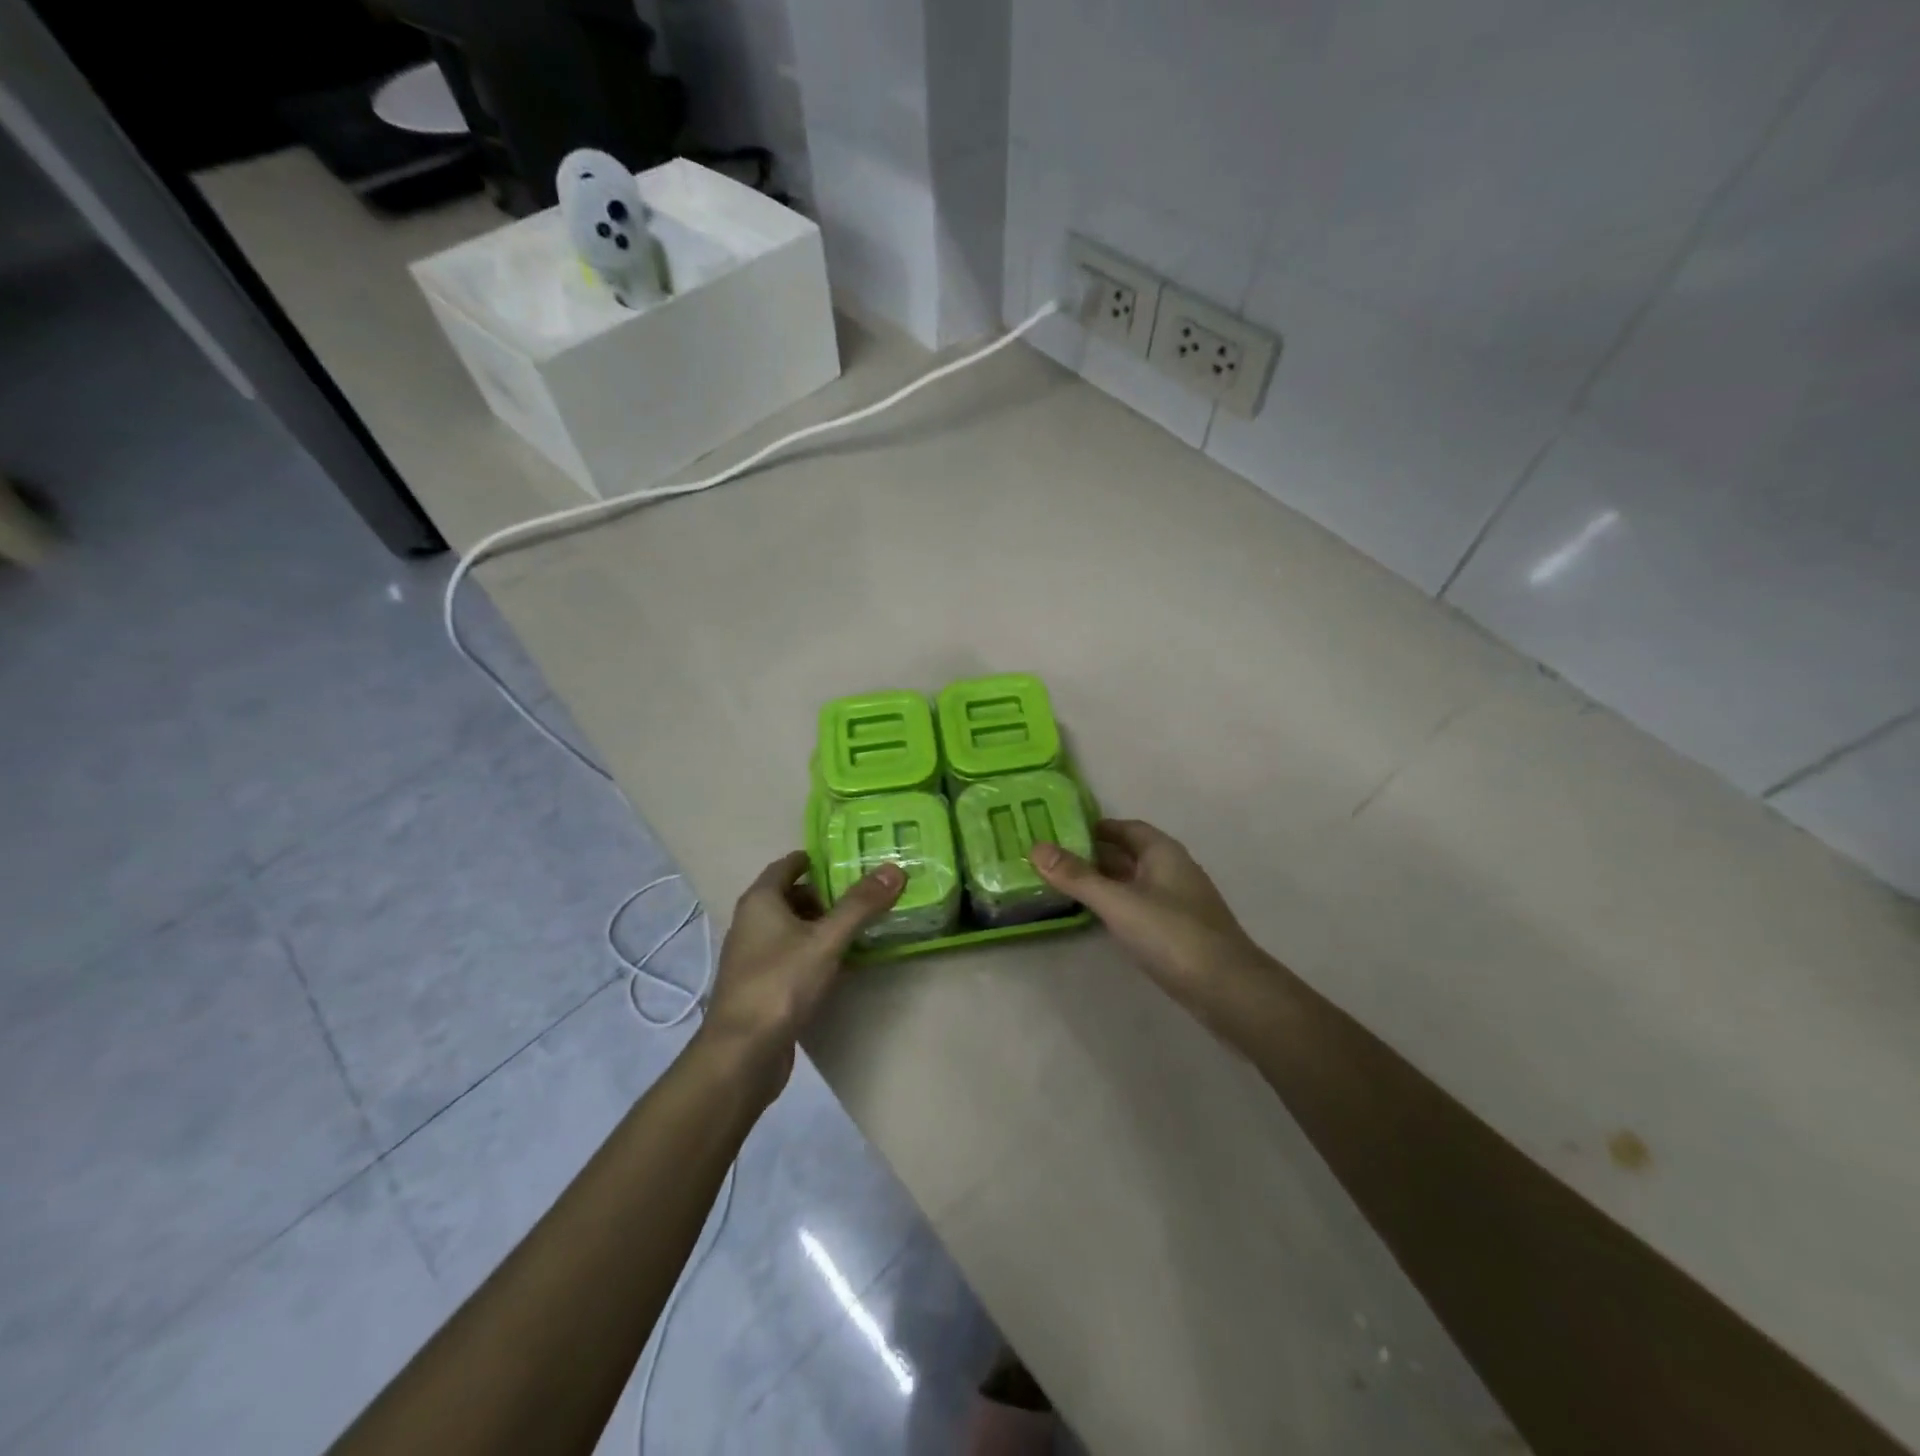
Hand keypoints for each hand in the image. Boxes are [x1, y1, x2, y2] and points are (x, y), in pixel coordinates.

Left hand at [698, 851, 904, 1091]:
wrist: (742, 1054)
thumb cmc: (780, 984)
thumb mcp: (826, 940)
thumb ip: (860, 905)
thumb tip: (894, 870)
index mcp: (760, 901)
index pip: (788, 865)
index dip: (816, 859)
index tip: (849, 859)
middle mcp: (752, 923)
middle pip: (791, 896)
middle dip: (826, 893)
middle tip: (865, 893)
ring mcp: (754, 957)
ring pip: (792, 928)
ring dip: (822, 925)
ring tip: (861, 926)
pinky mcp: (762, 985)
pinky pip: (792, 955)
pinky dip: (815, 951)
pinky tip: (841, 963)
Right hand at [1030, 820, 1265, 1009]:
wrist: (1228, 990)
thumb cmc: (1172, 935)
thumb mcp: (1118, 902)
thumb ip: (1077, 877)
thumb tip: (1036, 847)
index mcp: (1163, 852)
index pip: (1126, 828)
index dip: (1096, 827)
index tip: (1061, 832)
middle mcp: (1172, 870)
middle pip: (1129, 854)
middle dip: (1094, 855)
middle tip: (1053, 859)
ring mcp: (1177, 903)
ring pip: (1133, 882)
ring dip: (1104, 882)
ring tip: (1064, 886)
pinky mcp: (1177, 932)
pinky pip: (1139, 907)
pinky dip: (1116, 905)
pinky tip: (1096, 918)